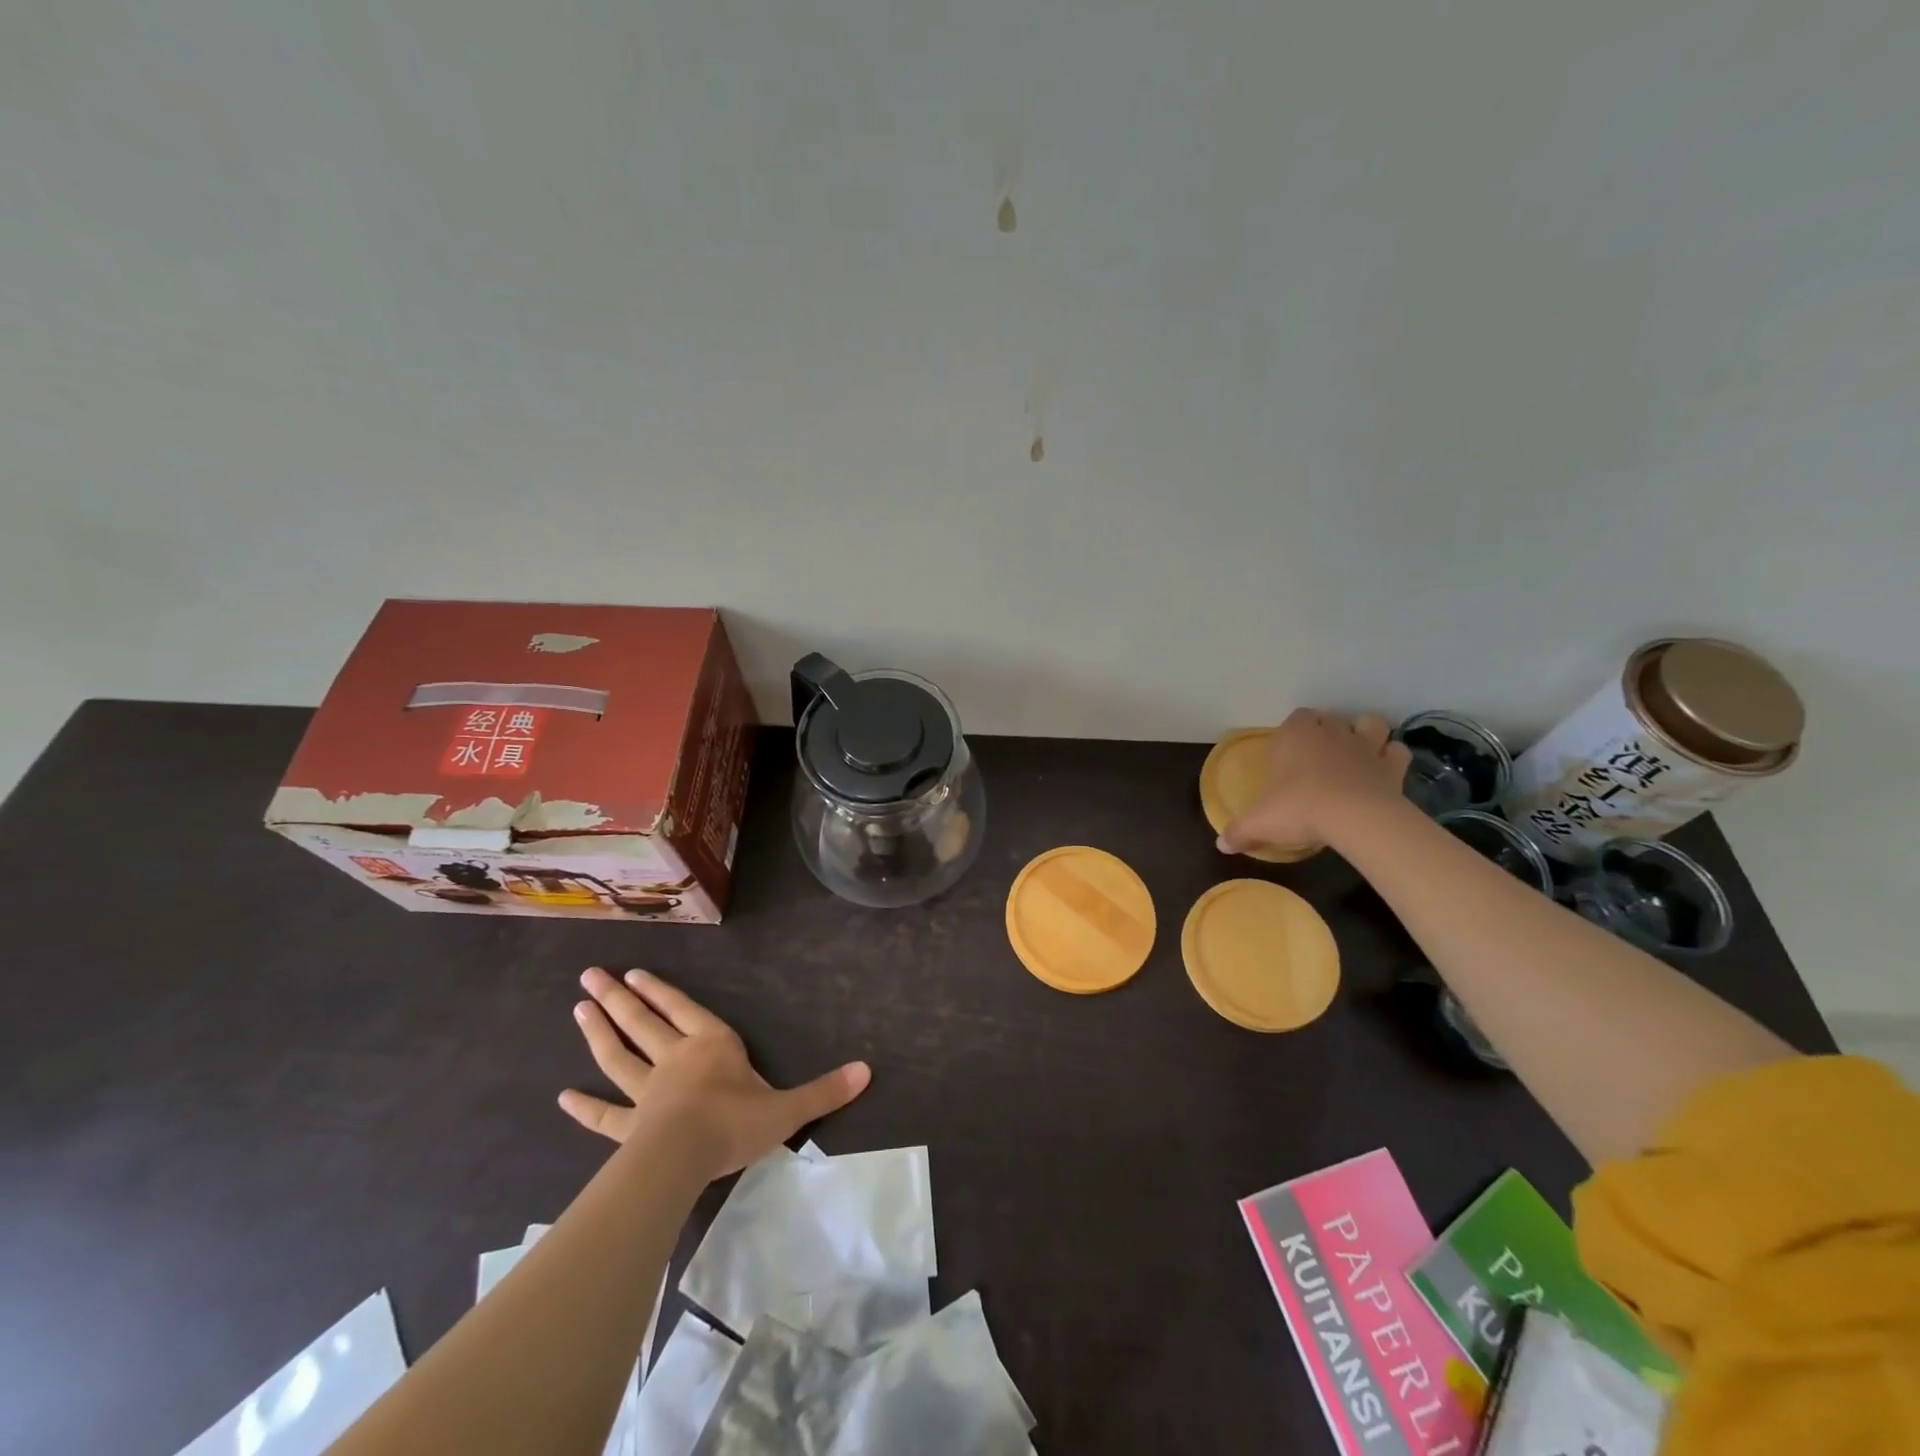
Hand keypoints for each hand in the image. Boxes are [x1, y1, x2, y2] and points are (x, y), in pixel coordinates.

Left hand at [559, 967, 870, 1179]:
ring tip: (578, 1008)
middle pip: (643, 1023)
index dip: (662, 992)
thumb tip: (867, 1071)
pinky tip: (562, 1096)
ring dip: (598, 1032)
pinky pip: (604, 1115)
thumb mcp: (788, 1108)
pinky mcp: (629, 1127)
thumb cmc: (736, 1123)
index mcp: (712, 1045)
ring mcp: (647, 1092)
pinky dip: (584, 1106)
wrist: (686, 1158)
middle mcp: (675, 1058)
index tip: (635, 973)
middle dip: (618, 998)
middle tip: (591, 976)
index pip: (685, 1010)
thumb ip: (824, 1091)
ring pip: (618, 1055)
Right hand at [1216, 710, 1412, 854]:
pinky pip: (1396, 751)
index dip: (1294, 732)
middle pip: (1330, 719)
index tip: (1289, 753)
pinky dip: (1391, 757)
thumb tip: (1221, 845)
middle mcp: (1331, 732)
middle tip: (1318, 757)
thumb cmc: (1299, 809)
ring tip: (1356, 753)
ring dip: (1365, 733)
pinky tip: (1382, 771)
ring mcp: (1365, 745)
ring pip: (1369, 723)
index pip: (1296, 718)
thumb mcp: (1259, 823)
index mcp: (1295, 735)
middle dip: (1327, 731)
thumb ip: (1239, 831)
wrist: (1355, 818)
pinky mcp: (1392, 765)